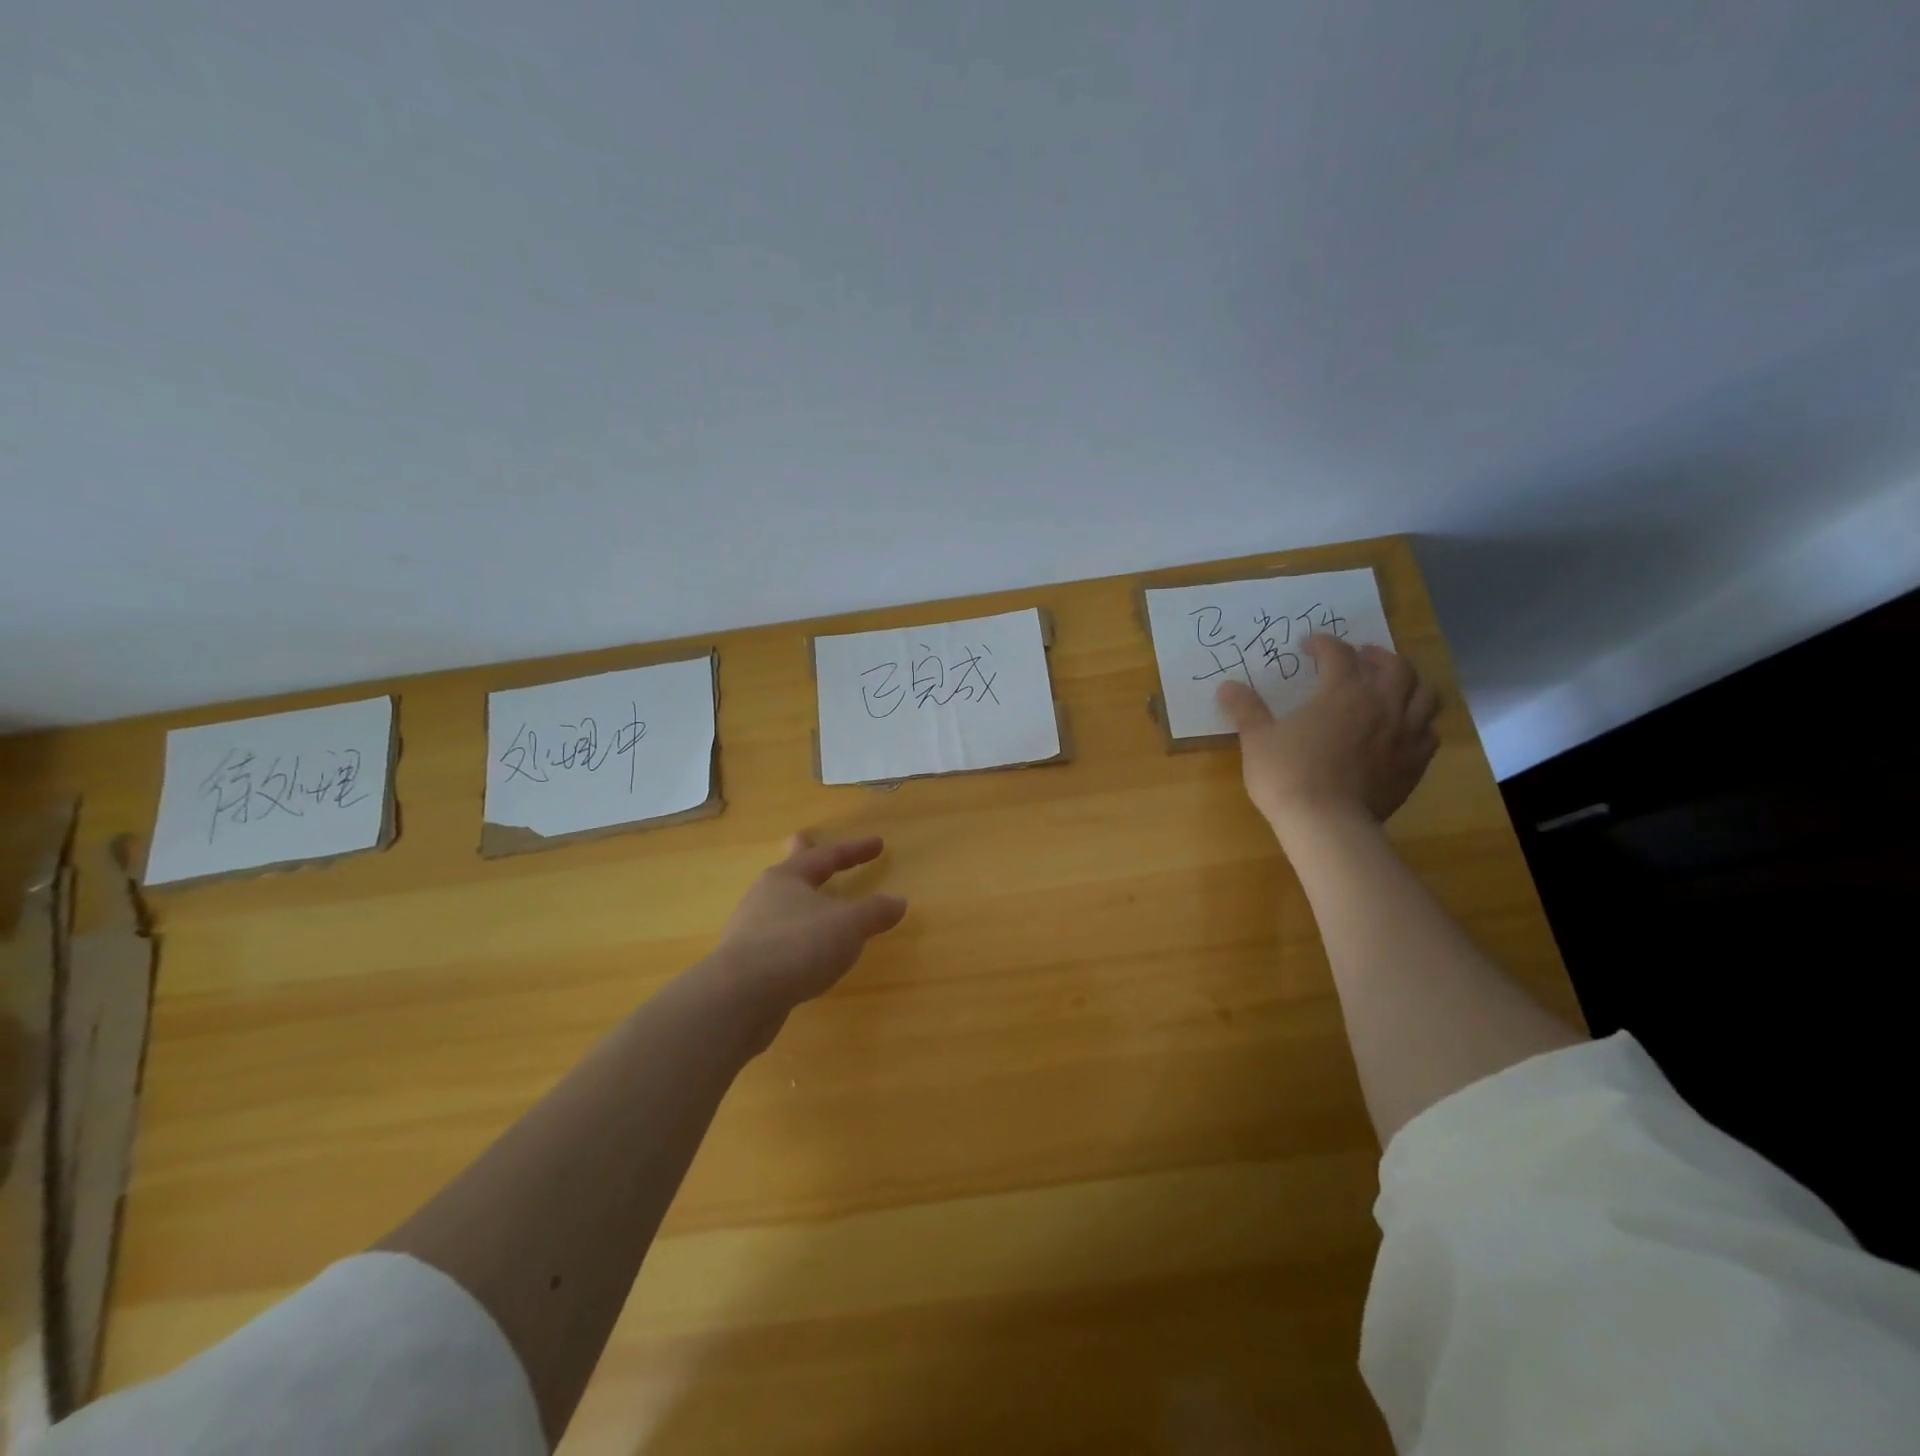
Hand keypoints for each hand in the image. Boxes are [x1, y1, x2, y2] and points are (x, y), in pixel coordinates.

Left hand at [712, 833, 907, 1019]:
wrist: (738, 997)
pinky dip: (796, 937)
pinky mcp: (746, 964)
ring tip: (814, 906)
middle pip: (790, 871)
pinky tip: (804, 954)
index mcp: (788, 878)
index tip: (879, 844)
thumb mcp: (848, 926)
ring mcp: (750, 930)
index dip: (855, 850)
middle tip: (803, 840)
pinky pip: (778, 939)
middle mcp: (765, 897)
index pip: (828, 856)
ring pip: (782, 906)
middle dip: (802, 857)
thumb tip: (898, 901)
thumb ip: (874, 912)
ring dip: (800, 902)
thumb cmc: (798, 946)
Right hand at [1217, 635, 1439, 837]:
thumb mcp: (1257, 740)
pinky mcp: (1415, 764)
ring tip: (1393, 687)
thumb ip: (1246, 709)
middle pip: (1396, 666)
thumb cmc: (1287, 775)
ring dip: (1410, 684)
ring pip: (1425, 695)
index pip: (1338, 655)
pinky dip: (1420, 722)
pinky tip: (1404, 728)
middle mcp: (1382, 705)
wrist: (1327, 824)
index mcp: (1342, 693)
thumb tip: (1227, 686)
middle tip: (1360, 657)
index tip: (1309, 645)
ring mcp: (1405, 735)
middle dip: (1377, 655)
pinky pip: (1429, 733)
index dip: (1323, 644)